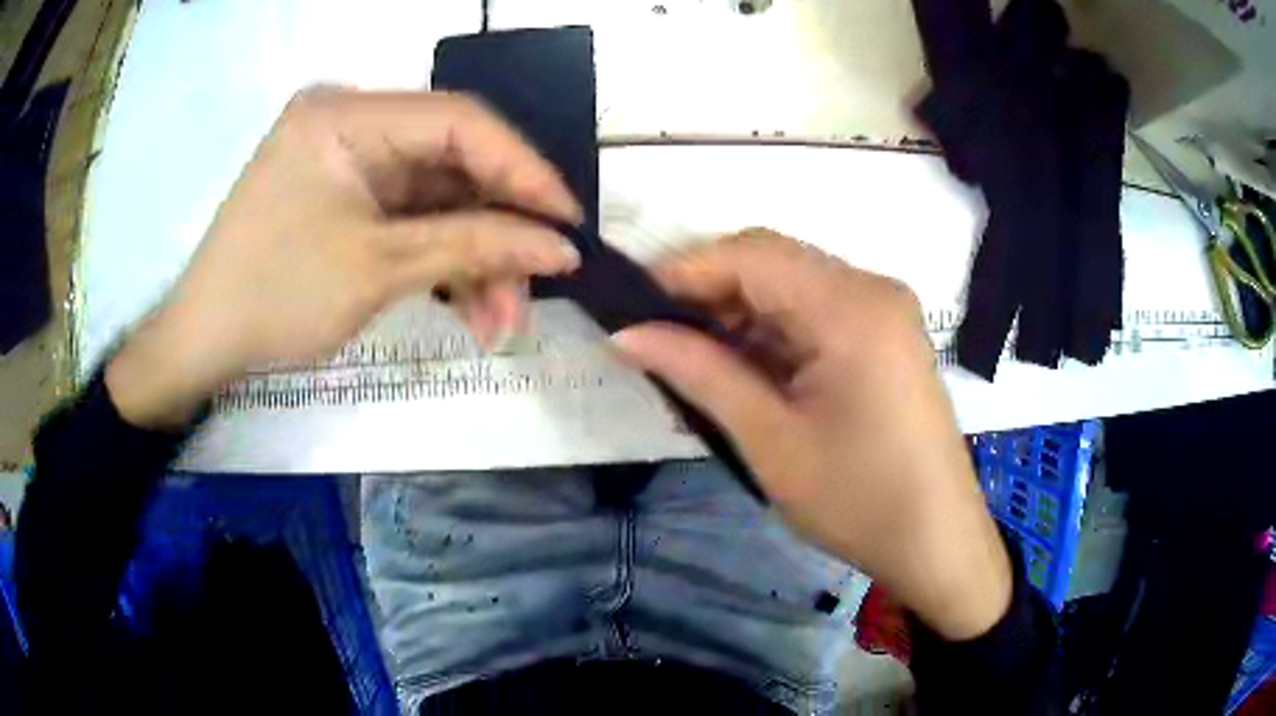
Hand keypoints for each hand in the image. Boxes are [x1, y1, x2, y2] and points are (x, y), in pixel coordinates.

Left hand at [106, 89, 581, 428]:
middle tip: (537, 285)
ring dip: (474, 256)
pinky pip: (411, 217)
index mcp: (347, 115)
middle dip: (498, 228)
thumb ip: (475, 246)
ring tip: (499, 320)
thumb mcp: (377, 269)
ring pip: (438, 197)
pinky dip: (442, 259)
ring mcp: (349, 161)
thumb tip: (561, 247)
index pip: (459, 120)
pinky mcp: (347, 196)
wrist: (203, 344)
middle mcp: (352, 123)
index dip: (522, 169)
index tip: (569, 221)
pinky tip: (469, 303)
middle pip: (452, 161)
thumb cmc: (274, 299)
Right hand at [613, 230, 1011, 640]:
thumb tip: (626, 333)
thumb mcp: (769, 439)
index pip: (750, 254)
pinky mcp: (887, 335)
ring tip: (693, 364)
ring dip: (739, 316)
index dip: (683, 271)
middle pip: (772, 262)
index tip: (629, 308)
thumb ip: (697, 372)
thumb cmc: (857, 500)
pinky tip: (745, 372)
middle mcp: (872, 288)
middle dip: (708, 294)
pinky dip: (773, 332)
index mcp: (851, 306)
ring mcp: (885, 310)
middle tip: (658, 342)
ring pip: (791, 286)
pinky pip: (816, 312)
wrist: (936, 542)